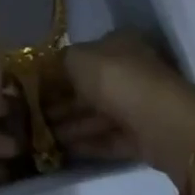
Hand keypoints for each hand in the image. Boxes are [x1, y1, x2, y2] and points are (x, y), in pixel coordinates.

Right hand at [50, 31, 194, 184]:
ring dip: (71, 125)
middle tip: (33, 117)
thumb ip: (62, 61)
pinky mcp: (142, 137)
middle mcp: (129, 70)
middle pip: (90, 87)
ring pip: (97, 114)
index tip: (35, 87)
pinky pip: (108, 138)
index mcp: (118, 43)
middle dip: (63, 102)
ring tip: (42, 138)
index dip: (59, 70)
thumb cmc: (116, 78)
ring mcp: (137, 105)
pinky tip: (62, 151)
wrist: (160, 121)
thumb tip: (53, 69)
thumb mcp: (77, 58)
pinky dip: (87, 143)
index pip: (84, 55)